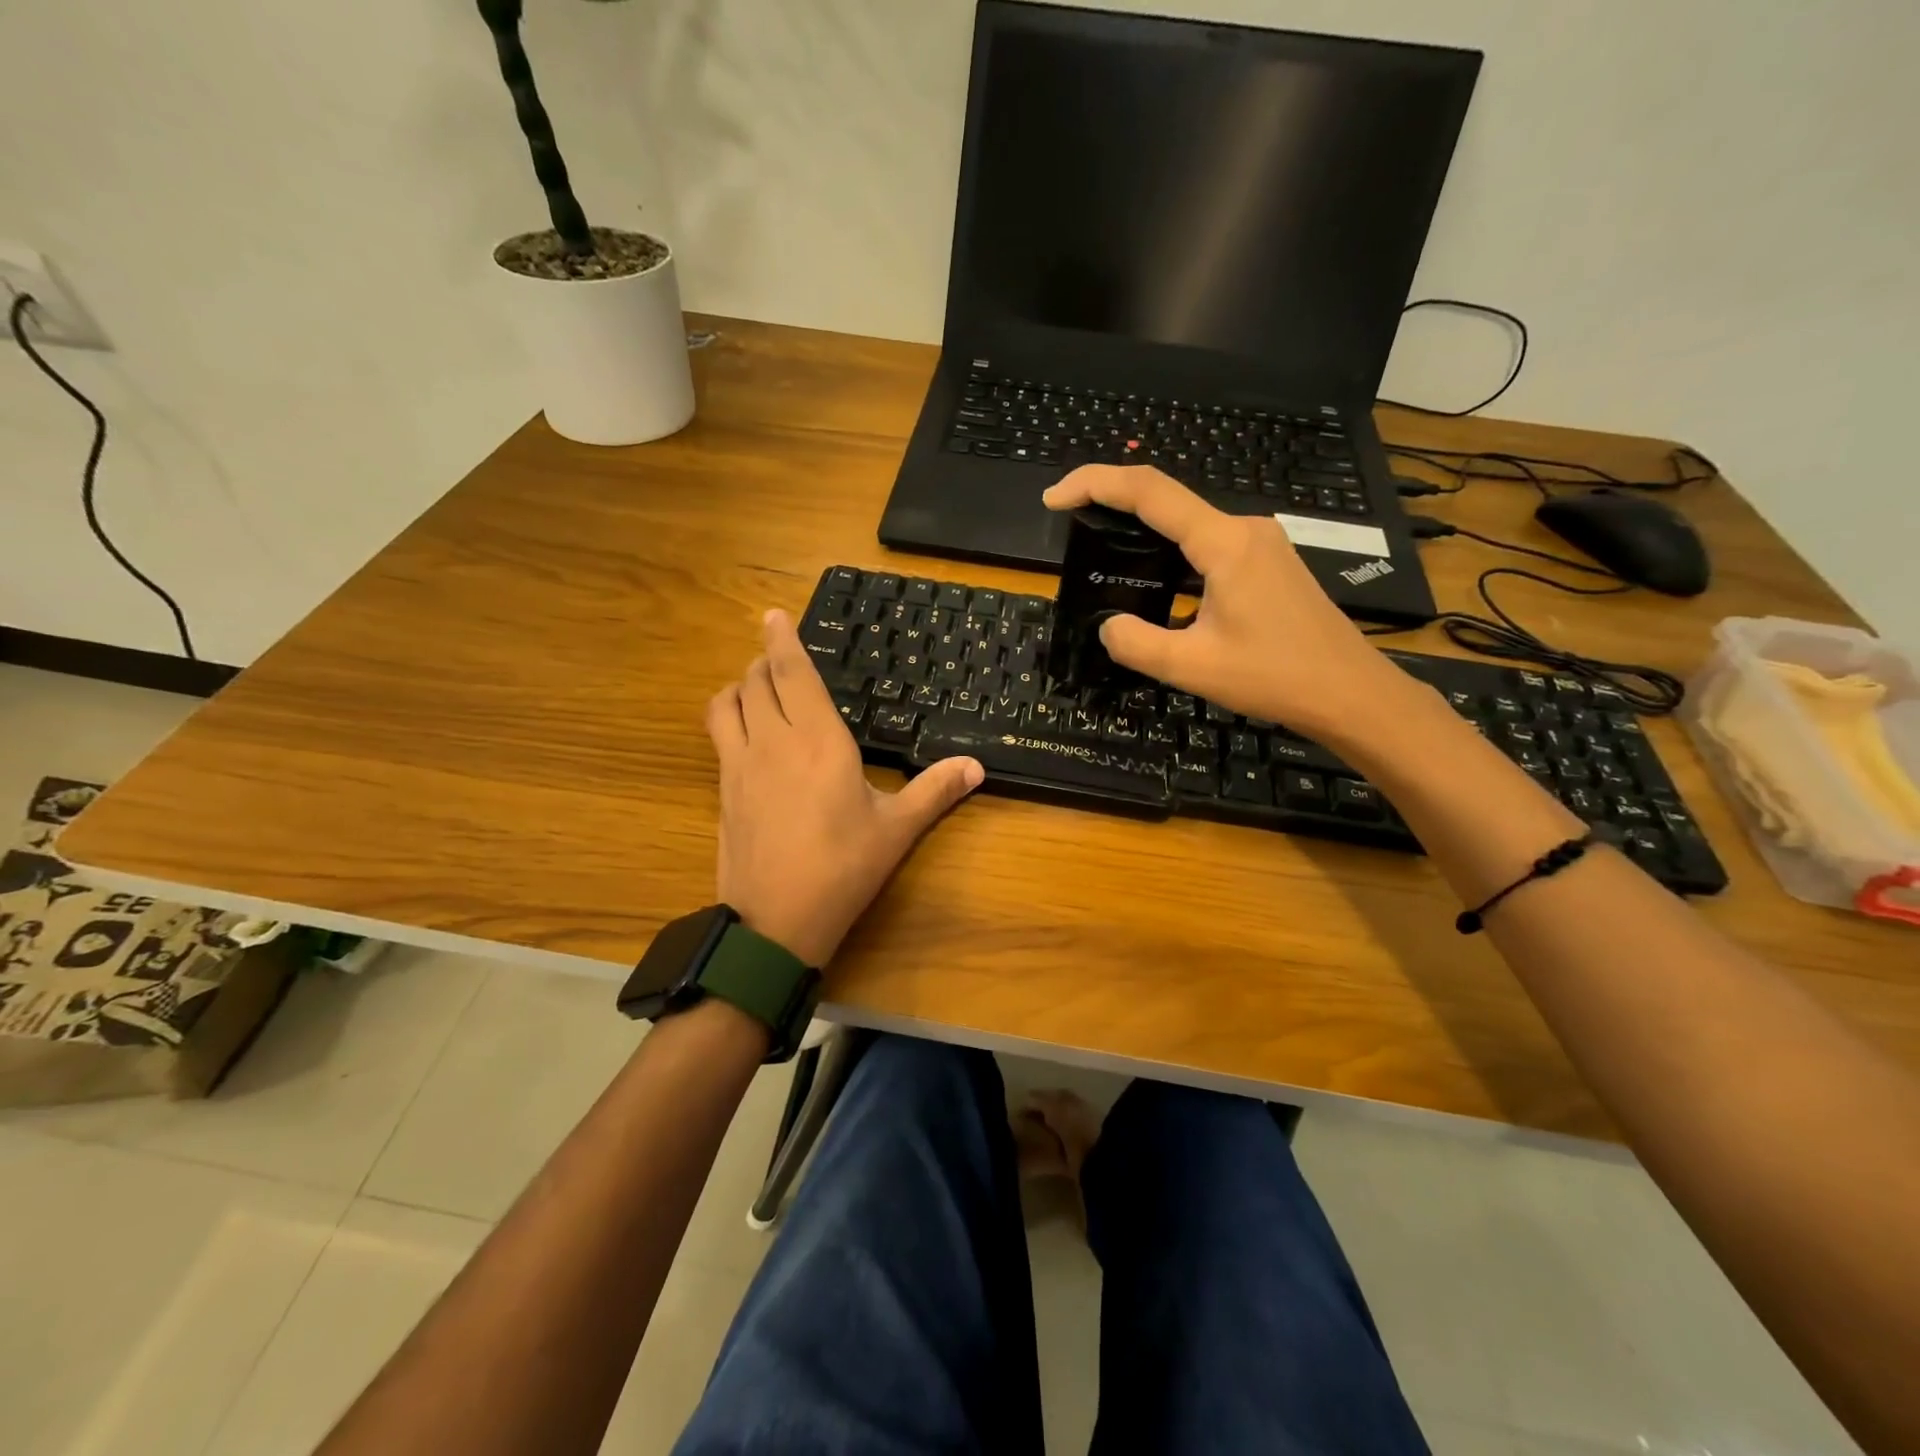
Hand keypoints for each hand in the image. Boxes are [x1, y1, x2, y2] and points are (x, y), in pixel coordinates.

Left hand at [706, 610, 984, 969]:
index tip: (773, 614)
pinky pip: (718, 735)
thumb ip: (935, 791)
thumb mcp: (897, 830)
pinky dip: (729, 717)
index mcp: (819, 742)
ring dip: (739, 685)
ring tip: (758, 688)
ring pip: (727, 703)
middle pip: (755, 681)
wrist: (775, 923)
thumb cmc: (843, 869)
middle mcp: (773, 742)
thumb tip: (976, 767)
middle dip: (764, 661)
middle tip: (780, 658)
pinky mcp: (723, 790)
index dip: (781, 640)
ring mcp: (739, 766)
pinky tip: (748, 735)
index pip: (791, 674)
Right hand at [1043, 466, 1415, 739]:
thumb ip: (1136, 644)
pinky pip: (1207, 543)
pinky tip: (1155, 578)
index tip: (1054, 498)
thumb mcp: (1192, 668)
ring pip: (1188, 522)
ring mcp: (1261, 543)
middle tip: (1071, 524)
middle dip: (1113, 503)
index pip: (1149, 492)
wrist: (1352, 693)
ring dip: (1143, 528)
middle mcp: (1244, 529)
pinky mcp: (1268, 562)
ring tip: (1104, 549)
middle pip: (1167, 499)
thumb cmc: (1277, 678)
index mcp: (1224, 543)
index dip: (1095, 484)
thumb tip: (1108, 626)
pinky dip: (1170, 550)